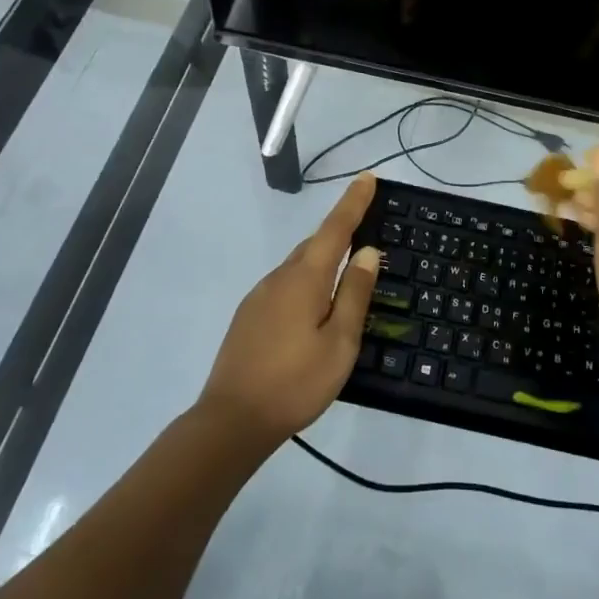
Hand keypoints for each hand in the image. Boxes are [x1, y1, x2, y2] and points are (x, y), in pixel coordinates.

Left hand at [199, 173, 380, 448]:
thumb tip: (367, 251)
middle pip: (315, 243)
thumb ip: (354, 294)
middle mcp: (279, 277)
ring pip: (298, 266)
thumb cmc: (295, 382)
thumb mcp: (339, 342)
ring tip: (344, 273)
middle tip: (365, 229)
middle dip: (340, 231)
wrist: (231, 421)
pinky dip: (305, 281)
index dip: (353, 202)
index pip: (335, 228)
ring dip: (322, 260)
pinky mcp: (249, 315)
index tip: (367, 177)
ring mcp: (260, 295)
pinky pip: (285, 284)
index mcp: (305, 278)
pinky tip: (313, 308)